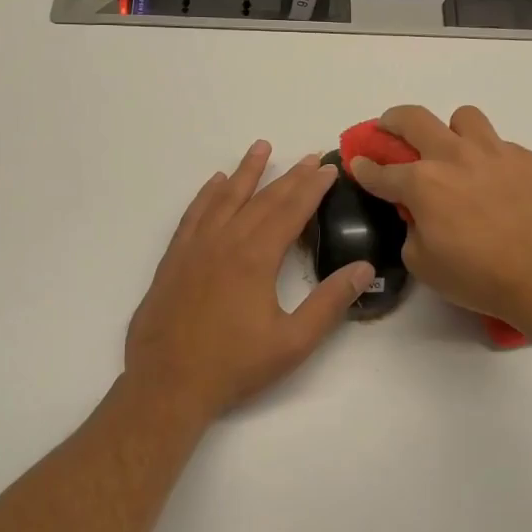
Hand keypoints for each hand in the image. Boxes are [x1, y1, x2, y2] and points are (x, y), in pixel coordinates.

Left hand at [125, 140, 374, 422]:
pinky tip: (215, 182)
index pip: (291, 211)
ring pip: (225, 197)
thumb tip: (365, 269)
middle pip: (263, 199)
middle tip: (310, 156)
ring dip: (246, 171)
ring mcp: (196, 247)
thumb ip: (330, 303)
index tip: (330, 168)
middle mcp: (225, 241)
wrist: (167, 384)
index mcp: (256, 257)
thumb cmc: (234, 365)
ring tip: (261, 147)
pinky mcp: (175, 258)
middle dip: (290, 176)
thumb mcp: (293, 342)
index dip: (313, 188)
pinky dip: (207, 194)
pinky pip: (194, 214)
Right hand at [348, 105, 531, 333]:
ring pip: (463, 117)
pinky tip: (496, 183)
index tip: (357, 164)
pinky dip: (490, 158)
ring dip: (450, 130)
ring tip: (455, 152)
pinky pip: (500, 145)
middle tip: (389, 129)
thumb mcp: (423, 264)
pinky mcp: (526, 158)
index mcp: (423, 183)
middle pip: (413, 118)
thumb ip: (411, 230)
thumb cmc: (479, 278)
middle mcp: (454, 156)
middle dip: (392, 121)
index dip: (363, 167)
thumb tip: (416, 214)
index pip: (381, 170)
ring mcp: (494, 152)